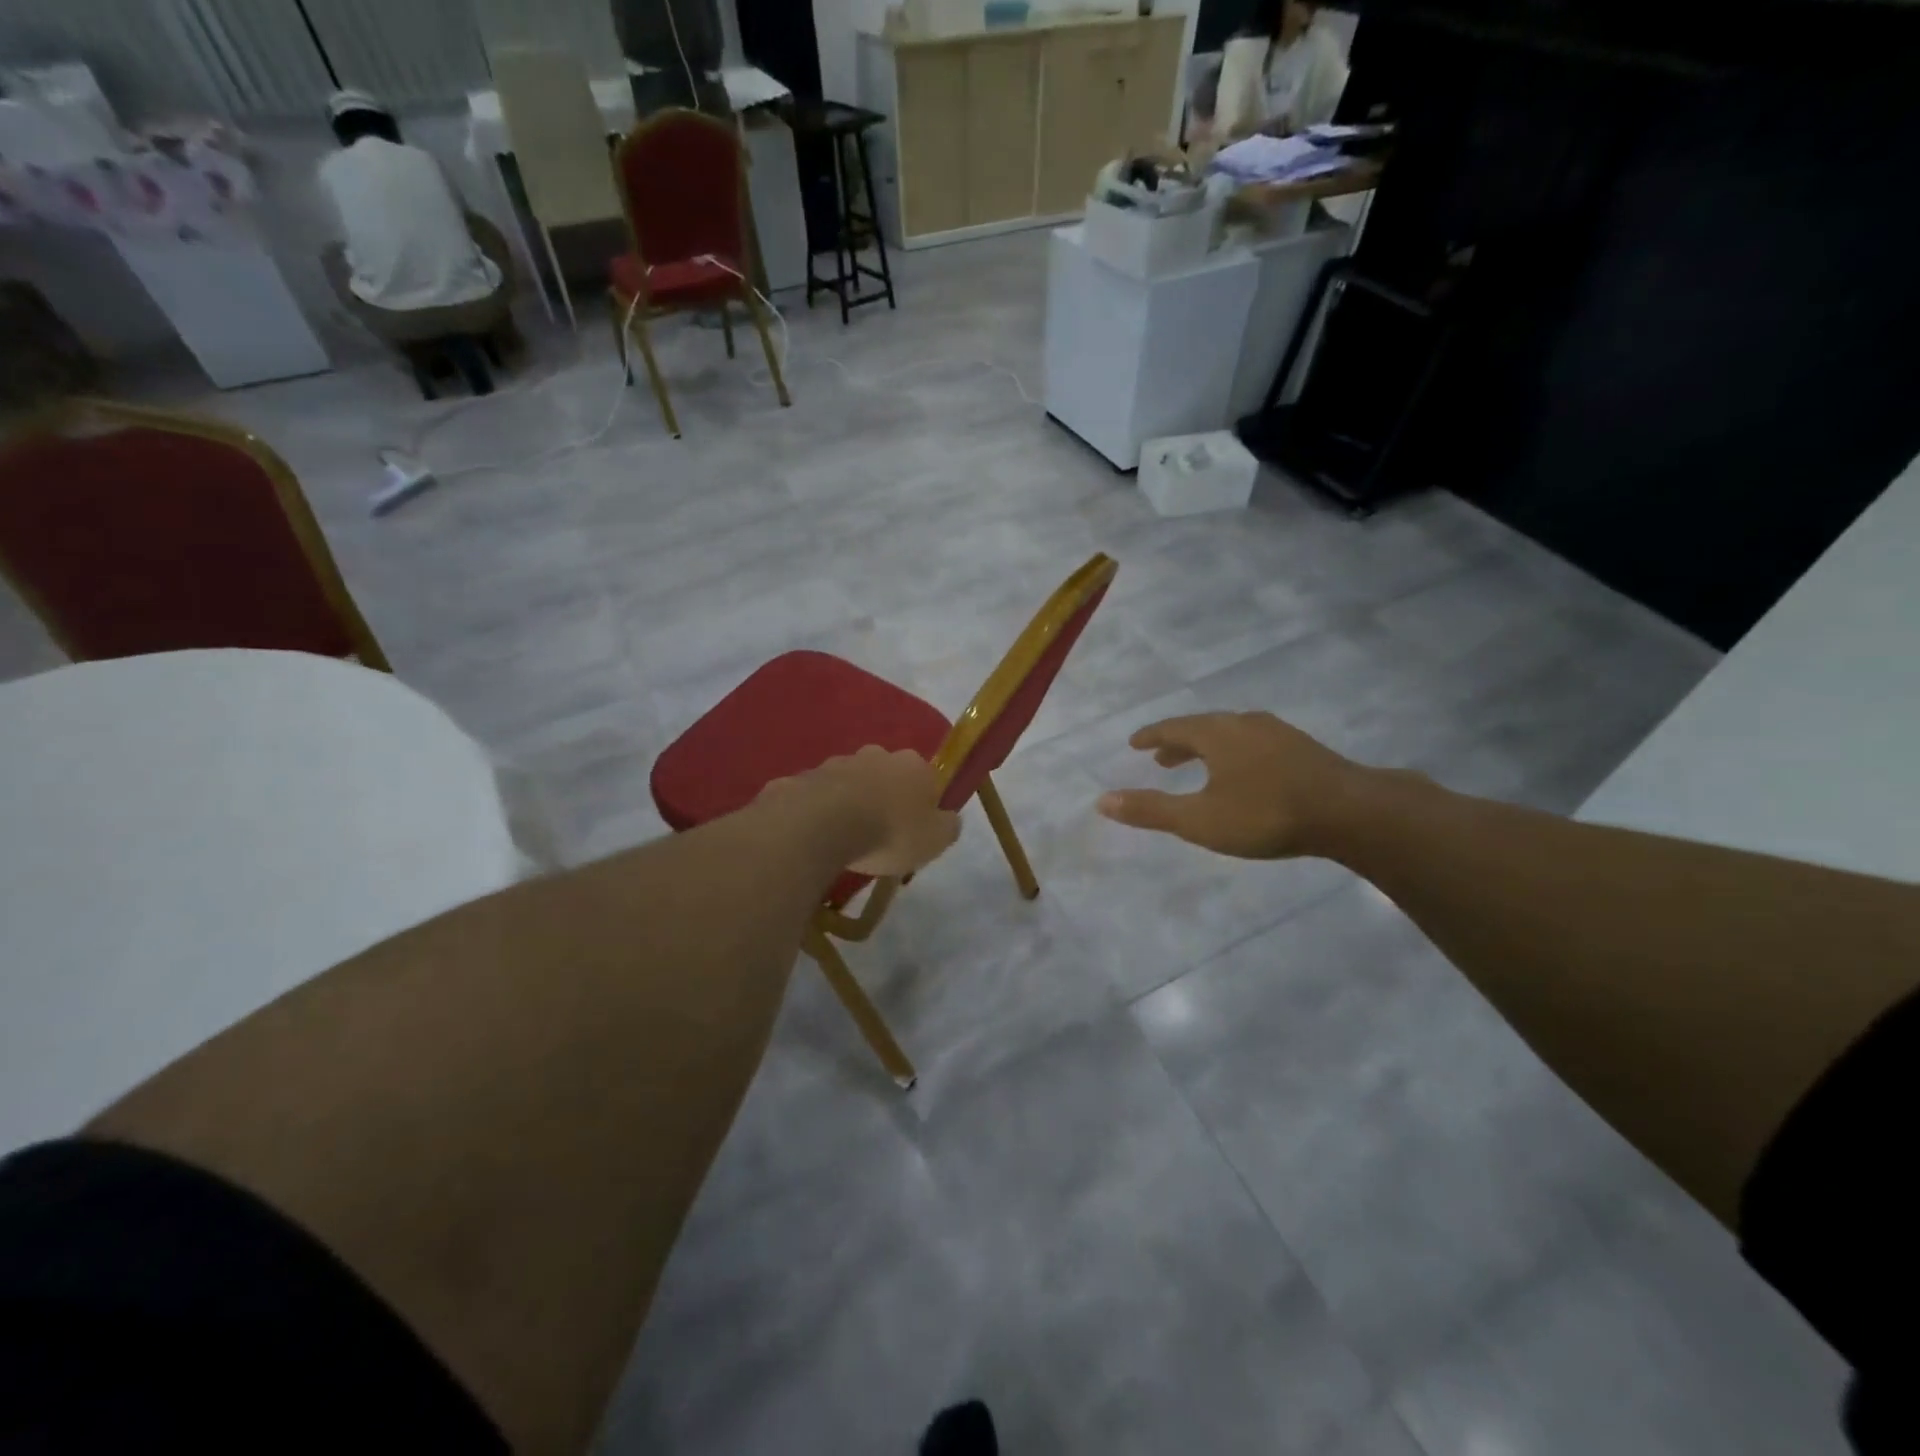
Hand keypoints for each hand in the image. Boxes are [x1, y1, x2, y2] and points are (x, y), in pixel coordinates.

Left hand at [763, 746, 959, 876]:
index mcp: (913, 766)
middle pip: (886, 775)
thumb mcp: (934, 840)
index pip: (926, 778)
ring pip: (849, 782)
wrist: (822, 825)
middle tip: (880, 833)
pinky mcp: (804, 777)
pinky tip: (815, 836)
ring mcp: (836, 763)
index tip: (915, 829)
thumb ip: (947, 827)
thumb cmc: (889, 832)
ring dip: (850, 803)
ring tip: (845, 838)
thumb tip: (949, 819)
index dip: (922, 803)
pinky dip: (818, 811)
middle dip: (884, 798)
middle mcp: (876, 755)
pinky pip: (817, 796)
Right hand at [1095, 712, 1364, 858]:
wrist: (1351, 812)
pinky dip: (1235, 754)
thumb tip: (1101, 800)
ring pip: (1231, 735)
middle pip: (1202, 727)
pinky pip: (1255, 743)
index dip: (1151, 735)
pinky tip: (1246, 774)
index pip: (1173, 727)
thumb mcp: (1200, 819)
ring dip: (1208, 748)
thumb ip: (1151, 810)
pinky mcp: (1303, 749)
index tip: (1134, 743)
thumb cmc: (1265, 814)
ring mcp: (1278, 733)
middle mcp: (1245, 724)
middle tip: (1161, 758)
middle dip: (1178, 743)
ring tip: (1199, 767)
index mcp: (1216, 733)